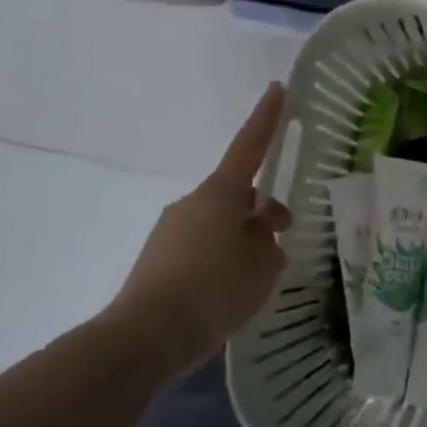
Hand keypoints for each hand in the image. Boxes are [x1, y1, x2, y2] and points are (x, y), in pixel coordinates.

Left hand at [103, 81, 291, 371]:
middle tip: (284, 234)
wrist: (142, 338)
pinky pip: (200, 246)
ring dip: (240, 237)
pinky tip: (228, 291)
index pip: (250, 146)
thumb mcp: (262, 266)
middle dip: (261, 209)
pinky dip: (219, 258)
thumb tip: (261, 234)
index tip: (277, 88)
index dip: (267, 118)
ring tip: (257, 276)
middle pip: (236, 194)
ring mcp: (170, 230)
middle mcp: (192, 203)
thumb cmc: (213, 290)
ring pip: (219, 222)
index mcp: (220, 194)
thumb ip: (269, 243)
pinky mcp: (157, 259)